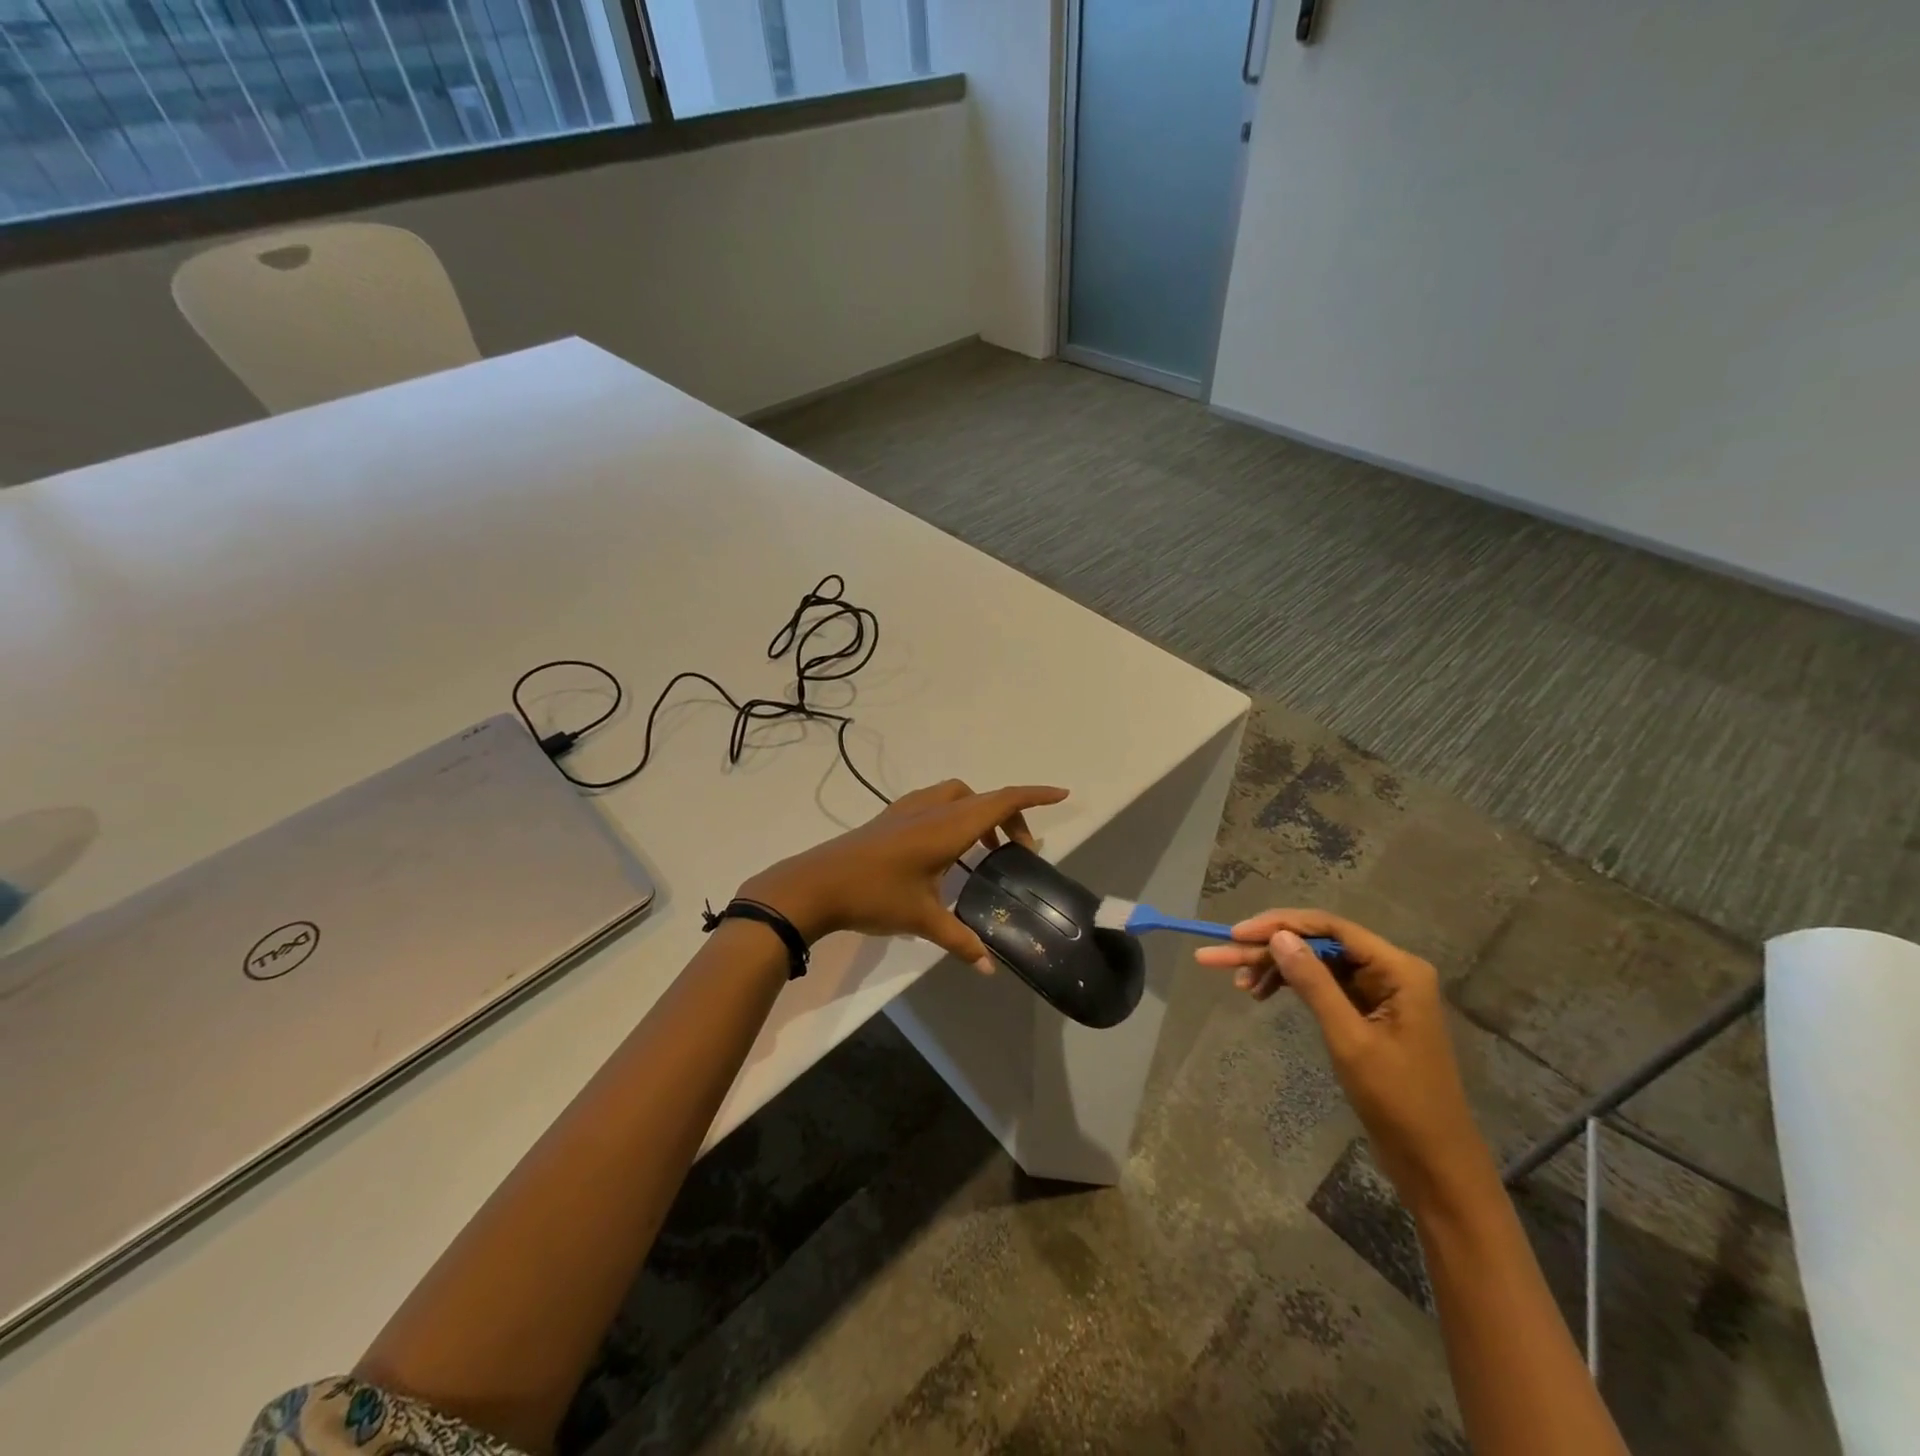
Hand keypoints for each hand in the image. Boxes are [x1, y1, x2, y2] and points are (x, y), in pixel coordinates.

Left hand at [739, 780, 1068, 971]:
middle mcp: (931, 809)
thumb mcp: (922, 919)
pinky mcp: (889, 818)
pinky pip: (935, 803)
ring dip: (979, 813)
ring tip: (985, 850)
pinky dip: (954, 815)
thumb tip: (988, 969)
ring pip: (957, 797)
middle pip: (983, 799)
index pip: (1001, 801)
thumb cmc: (874, 896)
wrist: (814, 884)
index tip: (1062, 795)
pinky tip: (946, 850)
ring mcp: (907, 810)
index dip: (1034, 796)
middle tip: (1018, 851)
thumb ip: (959, 941)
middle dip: (1009, 816)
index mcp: (947, 827)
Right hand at [1195, 909, 1493, 1213]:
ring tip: (1237, 982)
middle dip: (1267, 949)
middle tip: (1218, 956)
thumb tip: (1277, 937)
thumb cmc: (1398, 1100)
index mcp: (1398, 969)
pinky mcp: (1367, 1012)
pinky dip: (1291, 987)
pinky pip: (1322, 985)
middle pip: (1318, 944)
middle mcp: (1389, 970)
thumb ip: (1314, 984)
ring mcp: (1379, 992)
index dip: (1280, 925)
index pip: (1330, 927)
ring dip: (1275, 968)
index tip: (1236, 934)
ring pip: (1315, 964)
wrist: (1435, 1163)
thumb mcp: (1349, 1039)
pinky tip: (1261, 994)